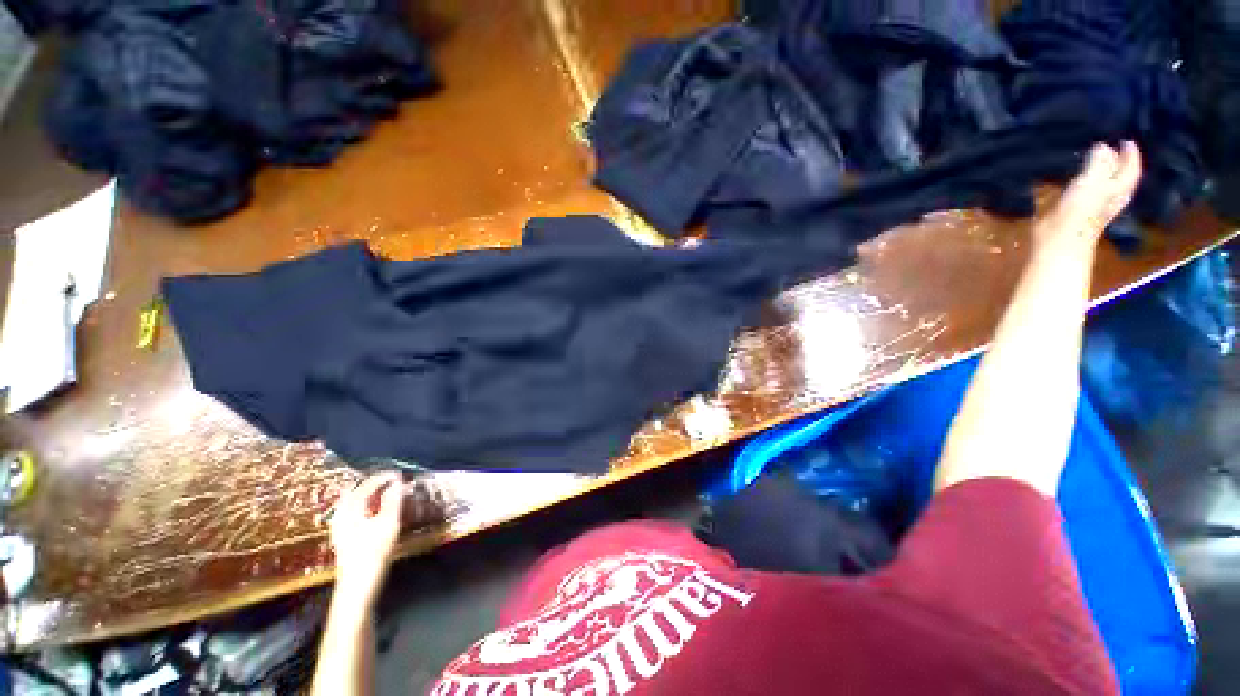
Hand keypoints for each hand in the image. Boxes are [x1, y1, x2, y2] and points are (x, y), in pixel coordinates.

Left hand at [329, 472, 404, 605]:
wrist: (357, 589)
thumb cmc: (373, 553)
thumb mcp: (388, 524)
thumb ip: (393, 501)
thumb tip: (398, 482)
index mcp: (349, 510)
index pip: (366, 485)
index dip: (384, 478)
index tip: (401, 474)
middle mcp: (342, 516)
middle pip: (358, 493)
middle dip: (377, 486)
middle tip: (396, 483)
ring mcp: (341, 529)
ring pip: (356, 504)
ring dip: (373, 497)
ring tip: (390, 495)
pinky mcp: (345, 540)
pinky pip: (357, 515)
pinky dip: (369, 509)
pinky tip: (379, 514)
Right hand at [1035, 141, 1142, 254]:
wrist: (1060, 240)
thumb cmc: (1080, 211)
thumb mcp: (1092, 181)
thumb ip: (1099, 163)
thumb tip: (1103, 147)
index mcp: (1119, 189)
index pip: (1131, 169)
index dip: (1131, 155)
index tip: (1125, 141)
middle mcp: (1110, 196)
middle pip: (1119, 177)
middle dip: (1117, 163)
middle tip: (1112, 148)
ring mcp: (1093, 205)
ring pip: (1103, 184)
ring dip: (1101, 172)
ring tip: (1094, 160)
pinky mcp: (1075, 212)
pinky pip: (1085, 192)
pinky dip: (1084, 183)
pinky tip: (1076, 180)